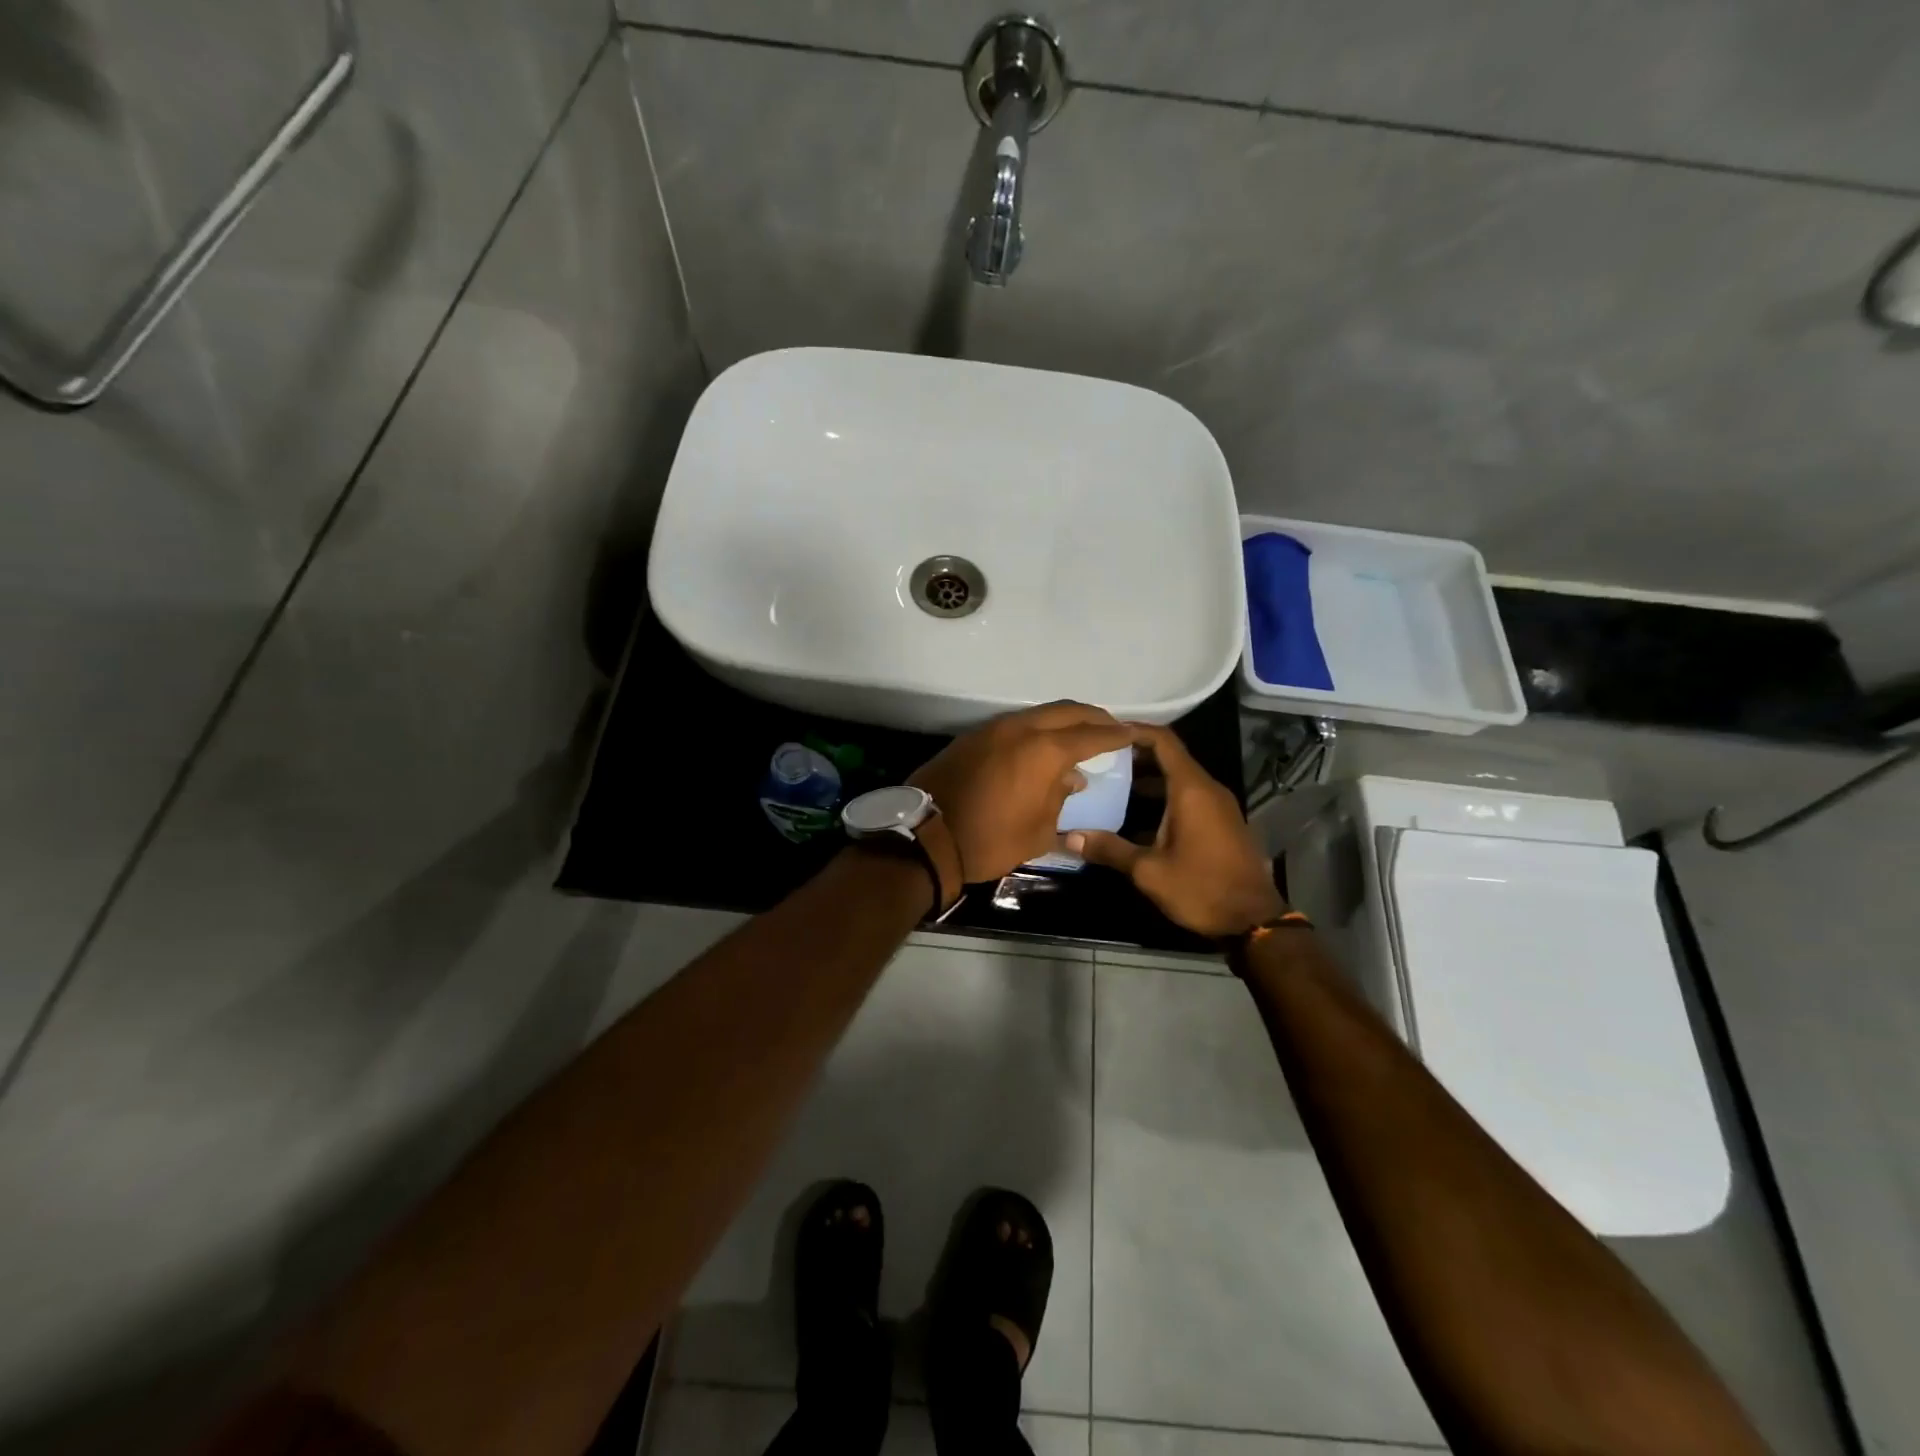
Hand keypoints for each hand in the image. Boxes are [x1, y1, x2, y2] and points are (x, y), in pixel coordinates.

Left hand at [911, 702, 1133, 885]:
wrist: (927, 837)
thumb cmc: (990, 840)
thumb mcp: (1038, 831)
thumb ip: (1060, 799)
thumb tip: (1072, 779)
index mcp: (1044, 750)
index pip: (1091, 735)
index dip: (1115, 734)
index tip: (1134, 733)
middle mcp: (1021, 728)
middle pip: (1066, 711)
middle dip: (1093, 717)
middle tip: (1111, 726)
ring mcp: (992, 728)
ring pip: (1038, 713)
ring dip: (1063, 720)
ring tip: (1079, 735)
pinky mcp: (972, 736)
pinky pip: (1015, 724)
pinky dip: (1036, 729)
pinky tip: (1041, 746)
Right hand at [1066, 723, 1284, 938]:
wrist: (1254, 921)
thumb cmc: (1201, 888)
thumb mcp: (1148, 871)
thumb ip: (1110, 848)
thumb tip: (1070, 837)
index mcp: (1191, 789)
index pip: (1162, 740)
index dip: (1134, 730)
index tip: (1104, 732)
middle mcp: (1208, 789)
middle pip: (1169, 757)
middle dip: (1134, 755)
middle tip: (1097, 760)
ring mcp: (1218, 806)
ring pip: (1178, 778)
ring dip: (1146, 779)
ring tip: (1109, 785)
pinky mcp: (1221, 823)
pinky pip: (1188, 796)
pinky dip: (1162, 796)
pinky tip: (1135, 815)